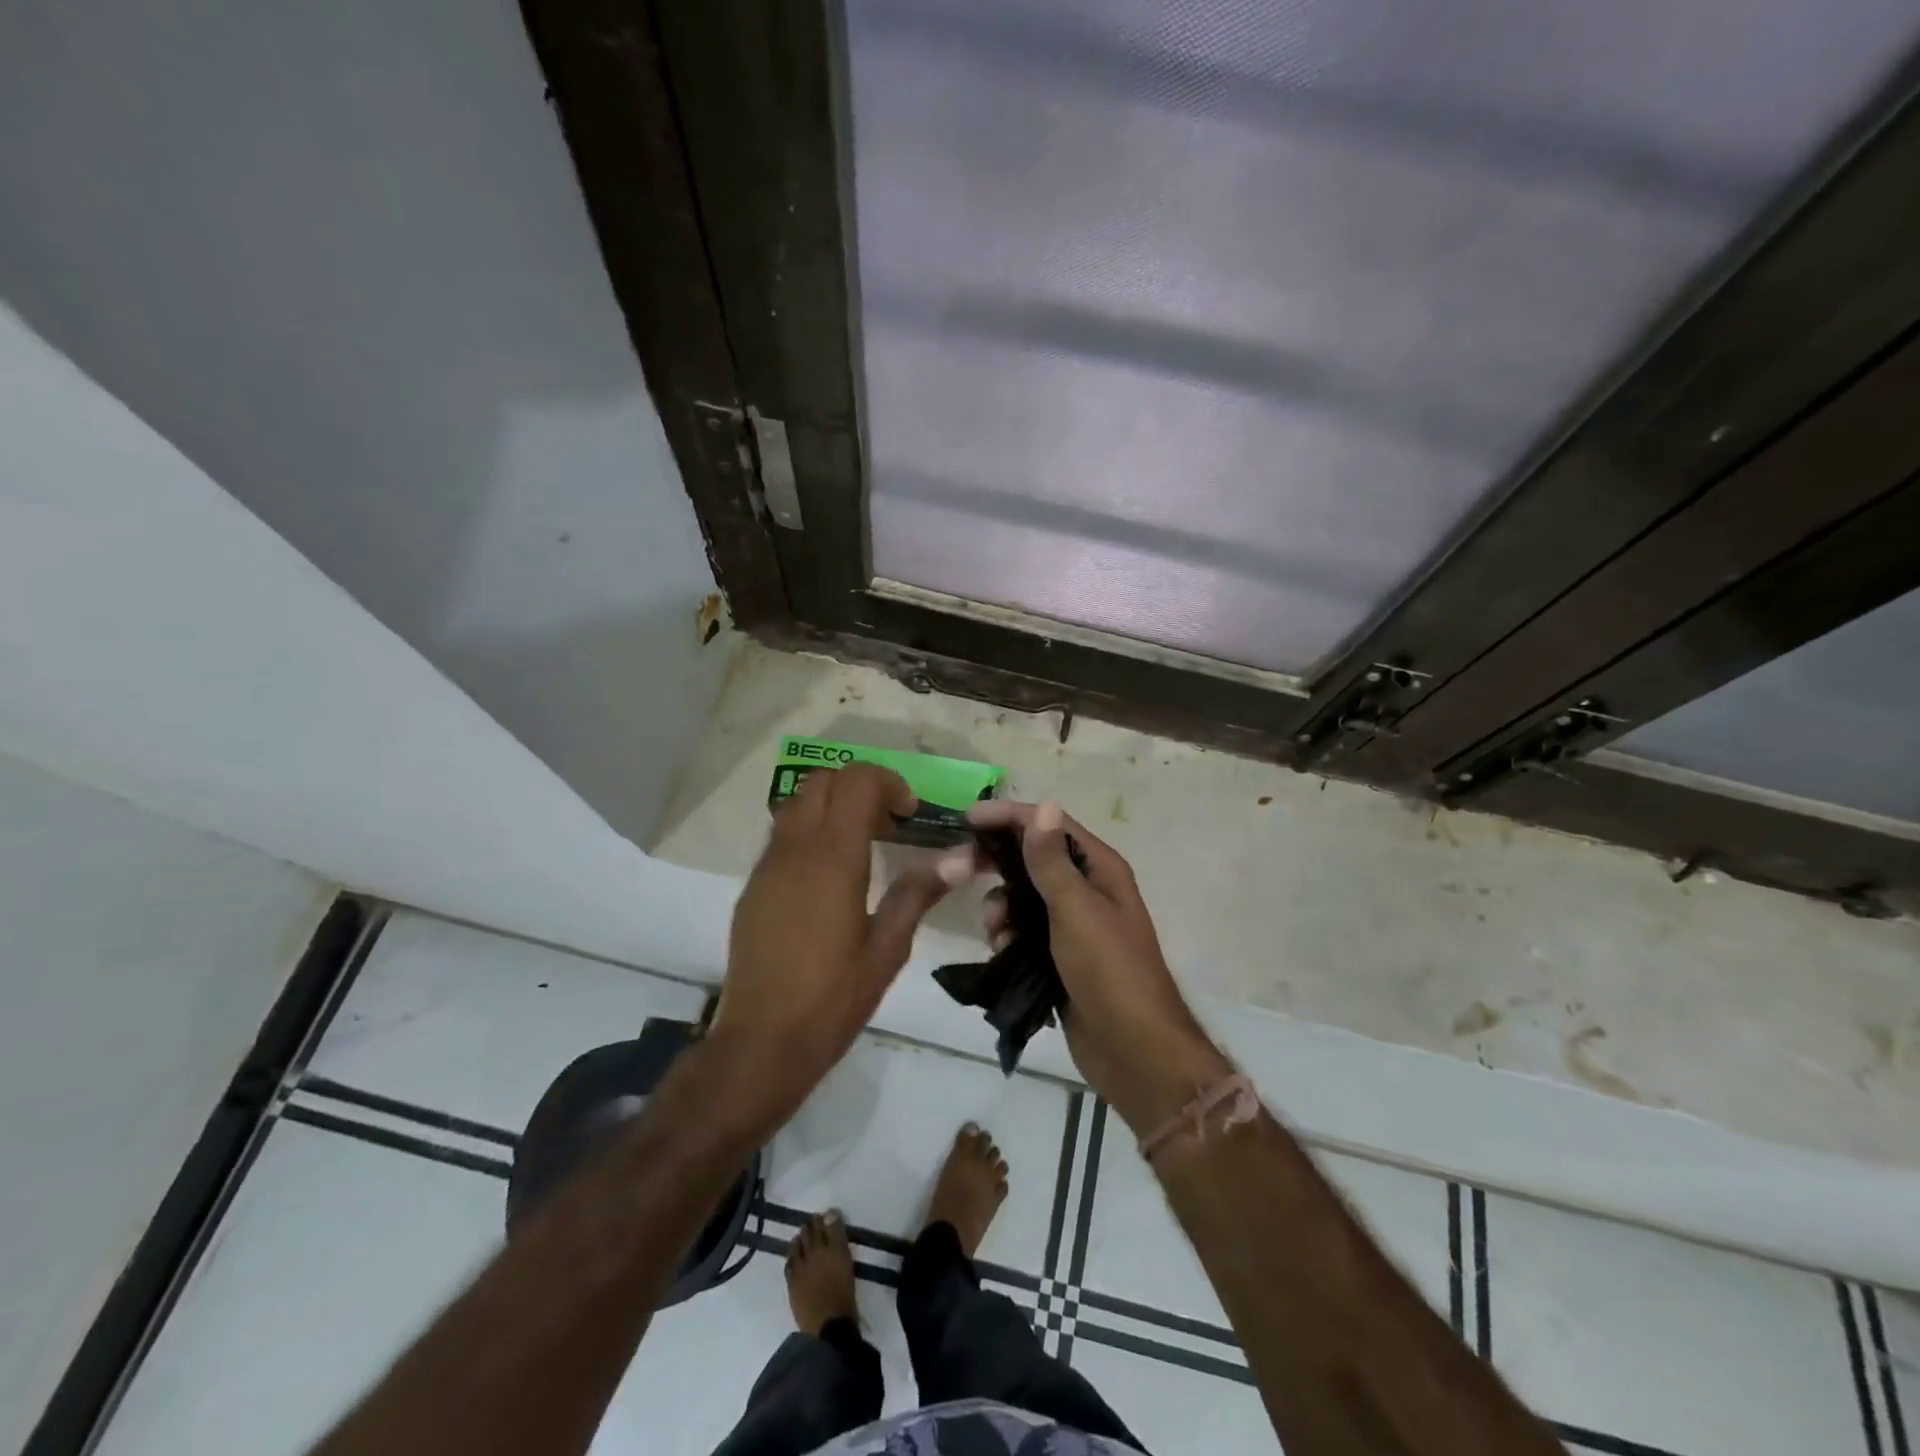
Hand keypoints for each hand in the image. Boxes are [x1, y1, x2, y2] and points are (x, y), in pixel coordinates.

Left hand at [711, 764, 952, 1124]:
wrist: (761, 1041)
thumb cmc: (833, 998)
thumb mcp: (887, 948)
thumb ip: (918, 893)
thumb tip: (960, 857)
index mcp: (832, 858)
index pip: (856, 782)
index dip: (888, 783)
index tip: (910, 813)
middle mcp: (795, 849)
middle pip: (824, 780)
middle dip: (860, 786)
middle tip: (889, 823)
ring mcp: (768, 865)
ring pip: (798, 802)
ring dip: (833, 805)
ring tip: (862, 844)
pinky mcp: (754, 885)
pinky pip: (783, 834)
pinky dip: (811, 830)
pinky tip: (830, 876)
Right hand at [964, 800, 1231, 1132]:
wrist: (1133, 1050)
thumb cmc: (1109, 970)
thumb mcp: (1076, 909)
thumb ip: (1052, 860)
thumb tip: (1044, 805)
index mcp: (1099, 868)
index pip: (1050, 825)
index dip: (1011, 816)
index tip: (968, 818)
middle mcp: (1087, 889)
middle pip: (1033, 859)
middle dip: (998, 863)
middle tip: (961, 869)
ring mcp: (1072, 924)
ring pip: (1022, 897)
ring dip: (1001, 906)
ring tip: (995, 930)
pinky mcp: (1058, 956)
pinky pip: (1022, 931)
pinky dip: (1007, 935)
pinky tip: (1000, 951)